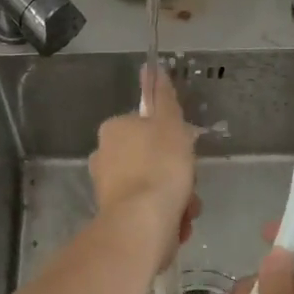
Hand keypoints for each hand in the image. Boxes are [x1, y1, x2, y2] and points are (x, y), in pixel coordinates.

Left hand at [87, 66, 199, 255]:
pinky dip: (166, 217)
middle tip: (189, 184)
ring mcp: (108, 190)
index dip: (172, 139)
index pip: (147, 127)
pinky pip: (149, 211)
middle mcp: (104, 157)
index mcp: (113, 130)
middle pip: (152, 159)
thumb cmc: (159, 167)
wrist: (142, 225)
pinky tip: (177, 224)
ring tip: (186, 209)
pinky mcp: (116, 218)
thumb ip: (164, 97)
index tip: (185, 151)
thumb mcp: (170, 124)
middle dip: (176, 173)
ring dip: (176, 197)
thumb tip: (153, 68)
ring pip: (154, 187)